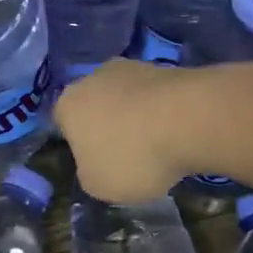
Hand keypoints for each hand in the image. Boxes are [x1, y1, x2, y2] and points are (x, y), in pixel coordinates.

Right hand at [55, 59, 204, 201]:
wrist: (189, 118)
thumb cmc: (132, 156)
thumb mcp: (98, 185)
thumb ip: (88, 174)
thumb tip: (94, 164)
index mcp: (68, 104)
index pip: (64, 125)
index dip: (80, 146)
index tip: (98, 164)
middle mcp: (94, 77)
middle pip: (96, 106)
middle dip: (109, 128)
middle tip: (128, 156)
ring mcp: (132, 67)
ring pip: (127, 98)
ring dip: (138, 118)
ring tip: (158, 147)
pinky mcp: (166, 67)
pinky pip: (156, 96)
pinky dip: (163, 112)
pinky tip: (177, 133)